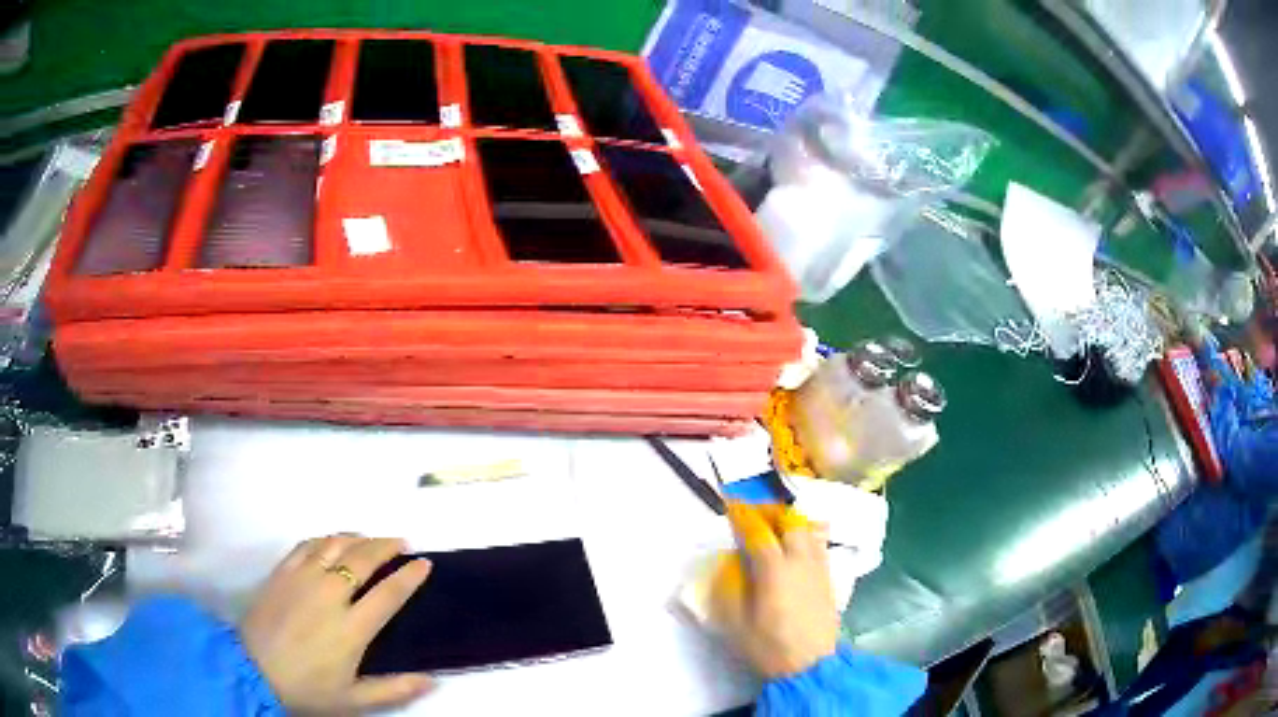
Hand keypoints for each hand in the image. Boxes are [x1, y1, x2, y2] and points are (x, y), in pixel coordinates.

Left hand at [240, 535, 433, 714]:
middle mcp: (331, 595)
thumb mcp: (354, 699)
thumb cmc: (307, 688)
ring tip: (370, 538)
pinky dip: (326, 538)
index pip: (389, 594)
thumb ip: (395, 690)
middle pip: (364, 559)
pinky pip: (308, 544)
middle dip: (387, 546)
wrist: (253, 670)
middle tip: (401, 543)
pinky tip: (332, 541)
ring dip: (358, 538)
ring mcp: (303, 578)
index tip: (424, 563)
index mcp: (352, 627)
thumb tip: (433, 680)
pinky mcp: (283, 572)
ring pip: (336, 545)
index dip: (410, 576)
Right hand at [711, 504, 839, 679]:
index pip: (758, 533)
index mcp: (774, 570)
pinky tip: (799, 546)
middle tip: (755, 517)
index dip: (744, 518)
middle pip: (790, 523)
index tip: (732, 506)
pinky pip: (820, 546)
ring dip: (791, 523)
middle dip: (771, 515)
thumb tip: (726, 564)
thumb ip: (728, 589)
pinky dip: (808, 537)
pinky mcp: (829, 579)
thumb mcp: (736, 623)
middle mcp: (800, 561)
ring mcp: (818, 568)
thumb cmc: (770, 646)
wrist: (811, 664)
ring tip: (777, 527)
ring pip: (809, 532)